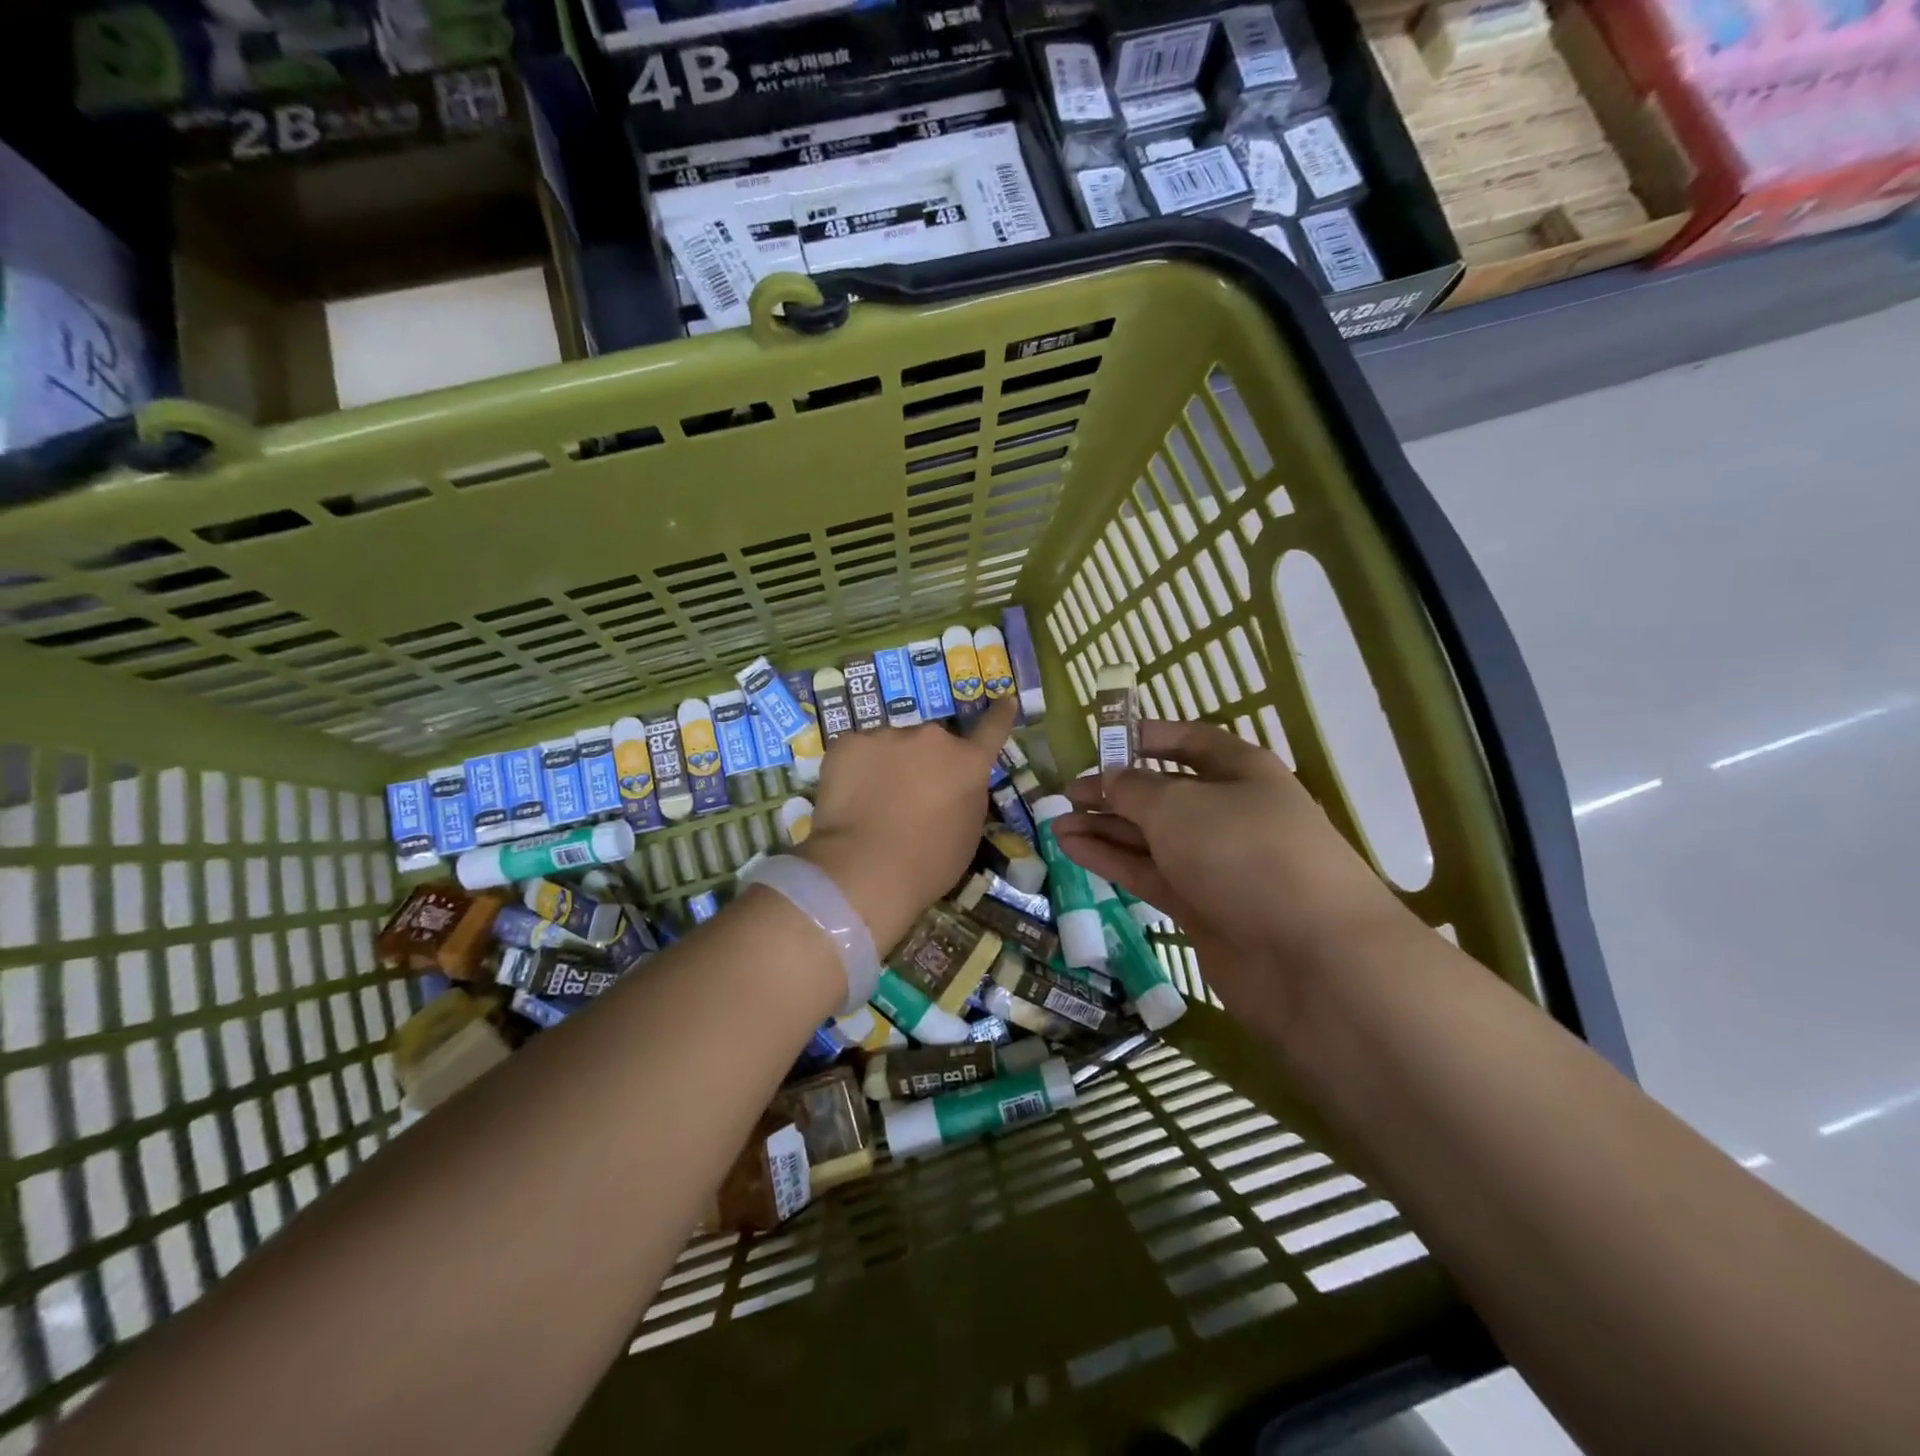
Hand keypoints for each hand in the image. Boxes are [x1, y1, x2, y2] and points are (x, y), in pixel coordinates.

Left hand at [797, 697, 1016, 951]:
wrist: (866, 869)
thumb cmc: (928, 865)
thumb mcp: (966, 834)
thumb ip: (965, 797)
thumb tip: (952, 786)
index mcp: (968, 764)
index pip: (991, 730)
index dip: (999, 715)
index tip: (1004, 700)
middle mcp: (932, 738)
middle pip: (930, 743)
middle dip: (923, 761)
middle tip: (907, 796)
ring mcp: (888, 735)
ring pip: (890, 746)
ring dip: (888, 765)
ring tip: (873, 803)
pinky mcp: (849, 742)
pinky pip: (857, 751)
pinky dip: (855, 770)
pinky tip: (848, 799)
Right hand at [1052, 719, 1418, 1009]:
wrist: (1309, 956)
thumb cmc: (1243, 852)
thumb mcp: (1178, 805)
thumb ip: (1134, 789)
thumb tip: (1109, 779)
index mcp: (1239, 771)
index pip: (1188, 742)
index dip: (1145, 738)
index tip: (1099, 742)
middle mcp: (1227, 812)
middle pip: (1162, 792)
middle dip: (1114, 790)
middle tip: (1066, 793)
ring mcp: (1214, 863)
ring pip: (1149, 836)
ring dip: (1104, 827)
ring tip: (1055, 822)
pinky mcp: (1200, 905)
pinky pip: (1147, 872)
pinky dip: (1111, 859)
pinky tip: (1073, 847)